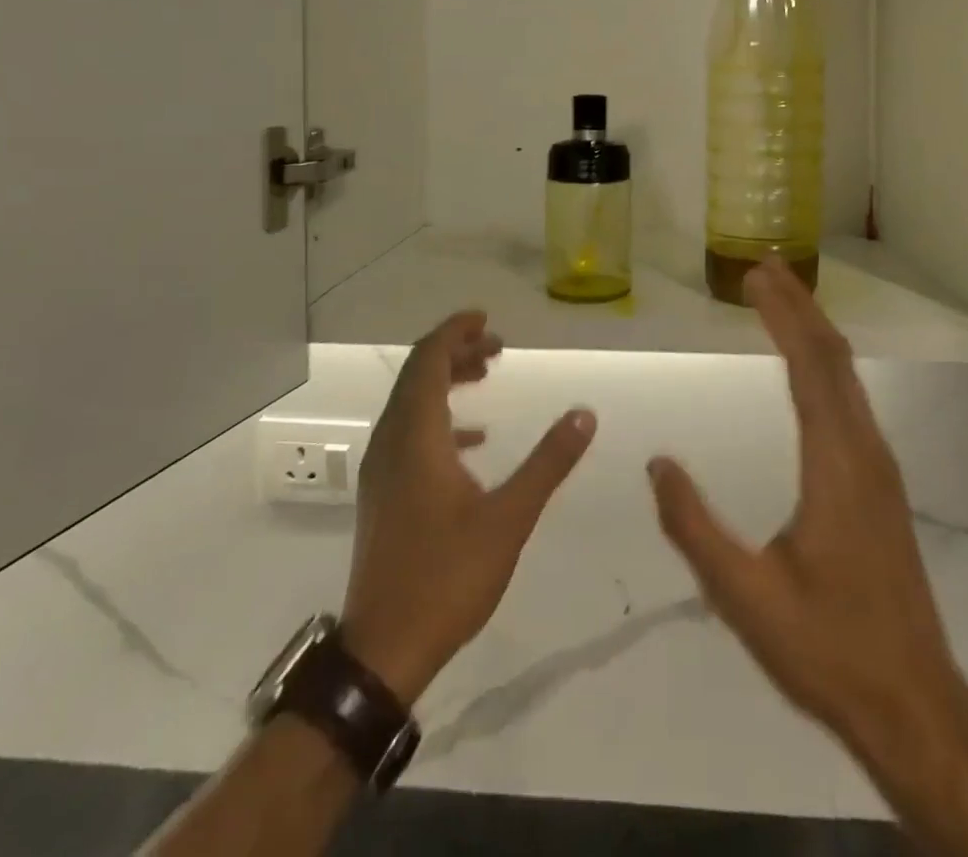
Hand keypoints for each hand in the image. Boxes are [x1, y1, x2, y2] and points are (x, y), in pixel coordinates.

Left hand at [340, 311, 595, 705]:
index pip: (428, 360)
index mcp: (416, 436)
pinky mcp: (384, 493)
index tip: (486, 318)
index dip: (454, 331)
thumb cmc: (447, 577)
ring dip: (447, 381)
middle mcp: (391, 441)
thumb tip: (585, 413)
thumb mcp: (509, 517)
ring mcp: (382, 469)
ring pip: (412, 402)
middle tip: (497, 346)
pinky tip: (473, 439)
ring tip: (487, 374)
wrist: (384, 649)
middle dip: (456, 351)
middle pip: (419, 375)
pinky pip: (409, 432)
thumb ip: (548, 462)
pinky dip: (440, 418)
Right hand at [647, 260, 954, 751]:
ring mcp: (879, 469)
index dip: (782, 317)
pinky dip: (826, 364)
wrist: (914, 706)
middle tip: (763, 268)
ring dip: (815, 330)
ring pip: (848, 378)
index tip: (754, 278)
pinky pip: (853, 401)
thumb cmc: (827, 649)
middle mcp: (865, 453)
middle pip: (834, 359)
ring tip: (782, 300)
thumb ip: (694, 527)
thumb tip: (658, 462)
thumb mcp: (744, 596)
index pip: (809, 369)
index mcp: (836, 467)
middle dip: (799, 306)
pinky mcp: (881, 486)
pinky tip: (811, 367)